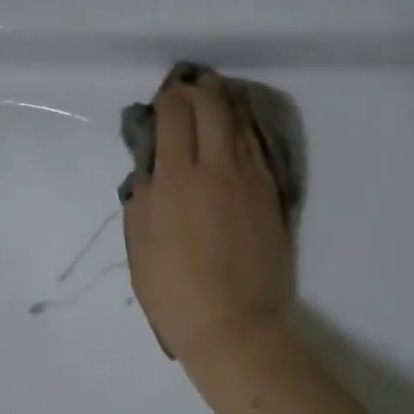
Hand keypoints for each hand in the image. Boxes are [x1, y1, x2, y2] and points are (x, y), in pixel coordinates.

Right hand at [124, 68, 294, 367]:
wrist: (235, 325)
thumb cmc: (176, 293)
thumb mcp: (141, 247)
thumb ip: (143, 199)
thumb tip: (153, 170)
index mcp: (178, 181)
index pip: (176, 118)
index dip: (169, 100)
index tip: (165, 100)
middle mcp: (217, 169)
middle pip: (212, 109)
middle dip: (199, 91)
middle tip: (191, 87)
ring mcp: (251, 181)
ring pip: (240, 124)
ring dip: (225, 105)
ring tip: (215, 97)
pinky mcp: (272, 196)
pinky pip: (258, 150)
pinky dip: (245, 131)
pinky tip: (238, 130)